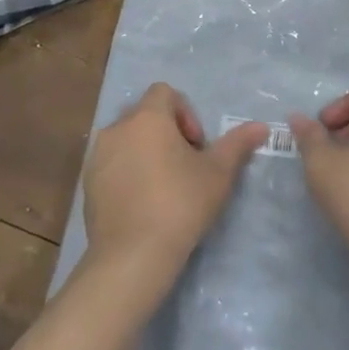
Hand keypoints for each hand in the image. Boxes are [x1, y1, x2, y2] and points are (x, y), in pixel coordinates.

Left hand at [83, 84, 268, 284]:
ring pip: (126, 140)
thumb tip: (261, 126)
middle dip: (166, 133)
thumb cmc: (180, 205)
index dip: (186, 113)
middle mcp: (117, 128)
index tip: (196, 147)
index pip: (164, 92)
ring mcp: (97, 156)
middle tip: (184, 166)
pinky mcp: (87, 183)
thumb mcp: (218, 174)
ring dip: (145, 152)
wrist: (132, 256)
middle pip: (144, 115)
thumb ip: (237, 144)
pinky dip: (127, 173)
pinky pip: (111, 164)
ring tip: (163, 186)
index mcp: (147, 118)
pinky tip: (142, 204)